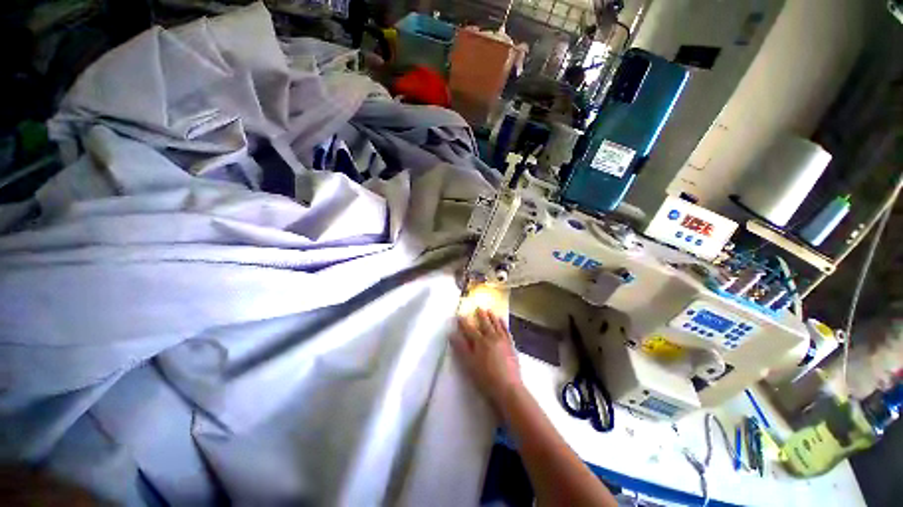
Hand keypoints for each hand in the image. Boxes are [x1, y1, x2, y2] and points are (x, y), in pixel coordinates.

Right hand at [451, 308, 522, 405]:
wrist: (508, 387)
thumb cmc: (485, 378)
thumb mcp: (469, 364)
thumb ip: (461, 348)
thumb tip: (452, 334)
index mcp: (480, 342)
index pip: (469, 329)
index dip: (464, 322)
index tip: (460, 315)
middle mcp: (492, 337)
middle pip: (485, 324)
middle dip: (481, 315)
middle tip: (479, 307)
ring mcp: (503, 340)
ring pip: (497, 325)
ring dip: (492, 317)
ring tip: (490, 310)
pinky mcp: (511, 346)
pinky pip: (507, 331)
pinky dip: (504, 325)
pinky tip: (502, 321)